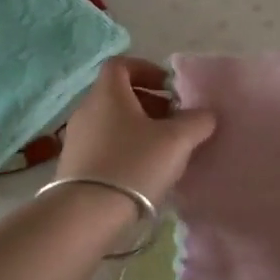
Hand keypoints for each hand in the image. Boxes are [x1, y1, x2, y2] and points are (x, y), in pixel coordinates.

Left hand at [57, 58, 216, 205]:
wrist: (87, 214)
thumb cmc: (134, 164)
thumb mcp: (177, 140)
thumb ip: (197, 121)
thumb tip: (205, 114)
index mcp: (108, 93)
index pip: (121, 64)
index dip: (147, 70)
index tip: (169, 89)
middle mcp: (87, 109)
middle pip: (119, 95)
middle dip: (149, 104)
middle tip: (174, 122)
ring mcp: (76, 138)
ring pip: (112, 122)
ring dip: (138, 129)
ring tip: (163, 151)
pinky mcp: (73, 166)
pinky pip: (103, 145)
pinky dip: (124, 149)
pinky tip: (142, 173)